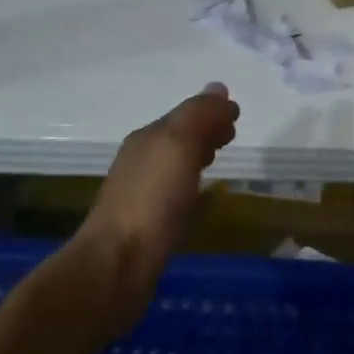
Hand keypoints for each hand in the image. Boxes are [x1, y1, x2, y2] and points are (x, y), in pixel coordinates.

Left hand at [80, 83, 237, 333]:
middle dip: (205, 131)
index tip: (236, 114)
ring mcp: (144, 197)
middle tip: (232, 134)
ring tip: (221, 160)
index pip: (184, 115)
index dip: (210, 111)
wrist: (117, 265)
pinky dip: (198, 193)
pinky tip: (211, 202)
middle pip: (179, 139)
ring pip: (178, 167)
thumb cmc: (151, 199)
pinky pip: (180, 199)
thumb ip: (199, 115)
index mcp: (148, 139)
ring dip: (199, 158)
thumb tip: (218, 88)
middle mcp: (142, 163)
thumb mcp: (178, 145)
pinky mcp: (151, 228)